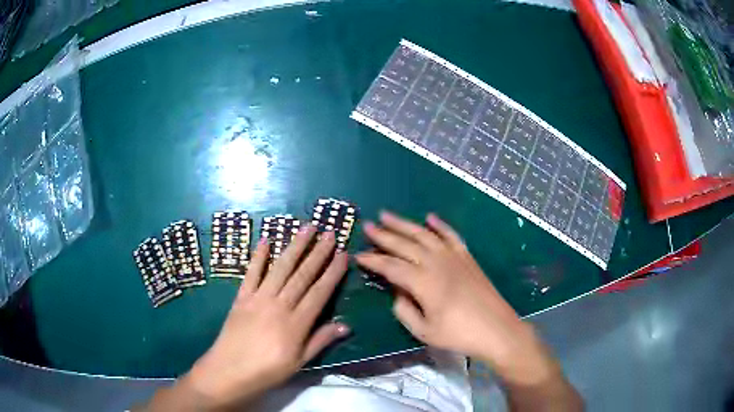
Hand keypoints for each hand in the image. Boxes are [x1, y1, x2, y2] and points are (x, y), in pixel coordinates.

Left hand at [178, 226, 348, 409]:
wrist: (230, 371)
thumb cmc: (268, 371)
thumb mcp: (299, 362)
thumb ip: (321, 341)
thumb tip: (346, 325)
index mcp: (296, 324)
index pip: (319, 293)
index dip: (332, 273)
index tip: (343, 254)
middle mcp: (279, 305)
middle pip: (302, 275)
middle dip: (318, 253)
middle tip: (329, 233)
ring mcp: (258, 299)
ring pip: (280, 268)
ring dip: (294, 246)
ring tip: (306, 228)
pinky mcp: (242, 297)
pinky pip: (251, 273)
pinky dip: (259, 256)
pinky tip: (265, 240)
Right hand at [356, 212, 558, 385]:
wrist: (497, 329)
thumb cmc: (459, 334)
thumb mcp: (424, 331)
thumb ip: (404, 310)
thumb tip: (397, 292)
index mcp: (423, 282)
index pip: (390, 266)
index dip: (373, 260)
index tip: (358, 255)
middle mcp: (436, 263)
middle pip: (405, 244)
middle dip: (384, 234)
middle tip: (367, 225)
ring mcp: (454, 257)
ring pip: (424, 234)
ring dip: (405, 224)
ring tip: (388, 215)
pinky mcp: (467, 257)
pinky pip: (451, 235)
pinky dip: (440, 225)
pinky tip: (430, 218)